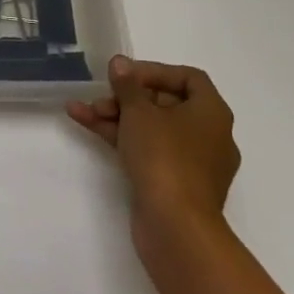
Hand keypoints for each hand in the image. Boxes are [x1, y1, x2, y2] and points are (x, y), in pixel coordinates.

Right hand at [68, 55, 240, 262]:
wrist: (176, 229)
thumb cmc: (165, 157)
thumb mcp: (139, 112)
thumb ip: (127, 84)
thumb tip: (120, 63)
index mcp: (212, 113)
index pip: (188, 78)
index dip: (155, 71)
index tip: (126, 75)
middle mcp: (209, 136)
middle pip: (165, 104)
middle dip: (128, 97)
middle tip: (101, 96)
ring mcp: (192, 164)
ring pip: (152, 129)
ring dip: (117, 116)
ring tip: (82, 110)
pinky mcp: (175, 185)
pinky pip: (148, 151)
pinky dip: (121, 138)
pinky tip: (86, 124)